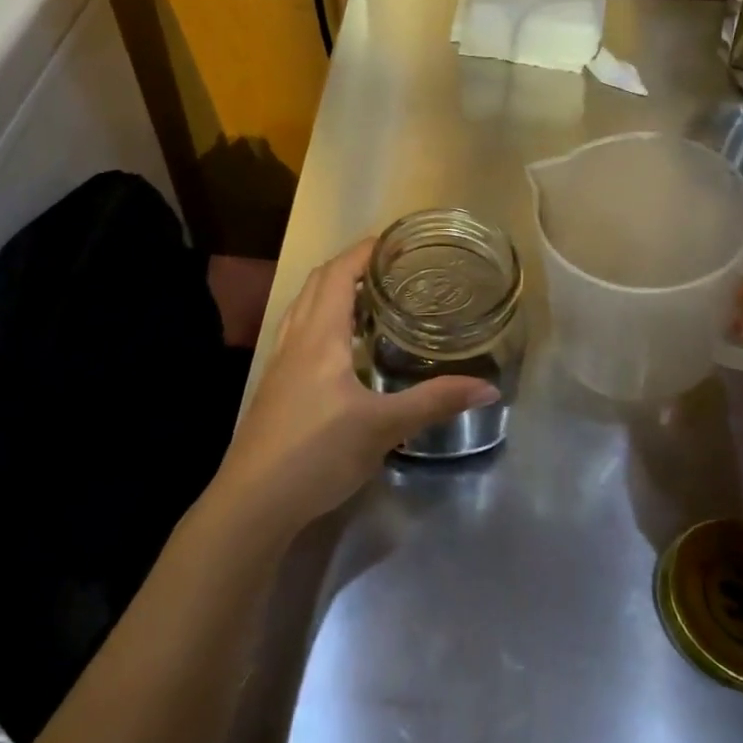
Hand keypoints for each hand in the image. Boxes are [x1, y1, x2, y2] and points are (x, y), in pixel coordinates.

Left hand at [211, 238, 498, 534]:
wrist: (253, 501)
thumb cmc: (317, 453)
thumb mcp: (383, 427)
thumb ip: (434, 402)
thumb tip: (489, 388)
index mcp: (319, 336)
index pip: (338, 274)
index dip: (362, 252)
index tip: (392, 241)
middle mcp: (295, 339)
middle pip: (316, 284)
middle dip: (349, 267)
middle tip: (388, 270)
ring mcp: (279, 364)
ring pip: (302, 308)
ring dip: (330, 293)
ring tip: (367, 300)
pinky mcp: (274, 388)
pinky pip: (297, 334)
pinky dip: (320, 322)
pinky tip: (340, 351)